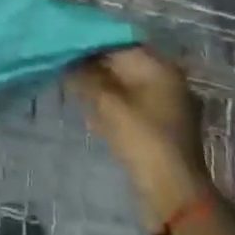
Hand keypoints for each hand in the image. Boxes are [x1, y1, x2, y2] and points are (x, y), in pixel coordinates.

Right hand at [68, 47, 212, 228]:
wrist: (173, 194)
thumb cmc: (142, 140)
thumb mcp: (108, 104)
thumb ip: (85, 76)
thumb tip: (66, 58)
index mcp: (159, 68)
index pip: (118, 41)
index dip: (90, 40)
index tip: (63, 41)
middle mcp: (165, 80)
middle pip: (121, 62)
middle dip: (92, 62)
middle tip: (62, 62)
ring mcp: (163, 104)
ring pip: (122, 83)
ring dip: (98, 83)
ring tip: (69, 82)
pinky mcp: (157, 125)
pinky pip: (128, 102)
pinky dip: (108, 101)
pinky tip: (88, 108)